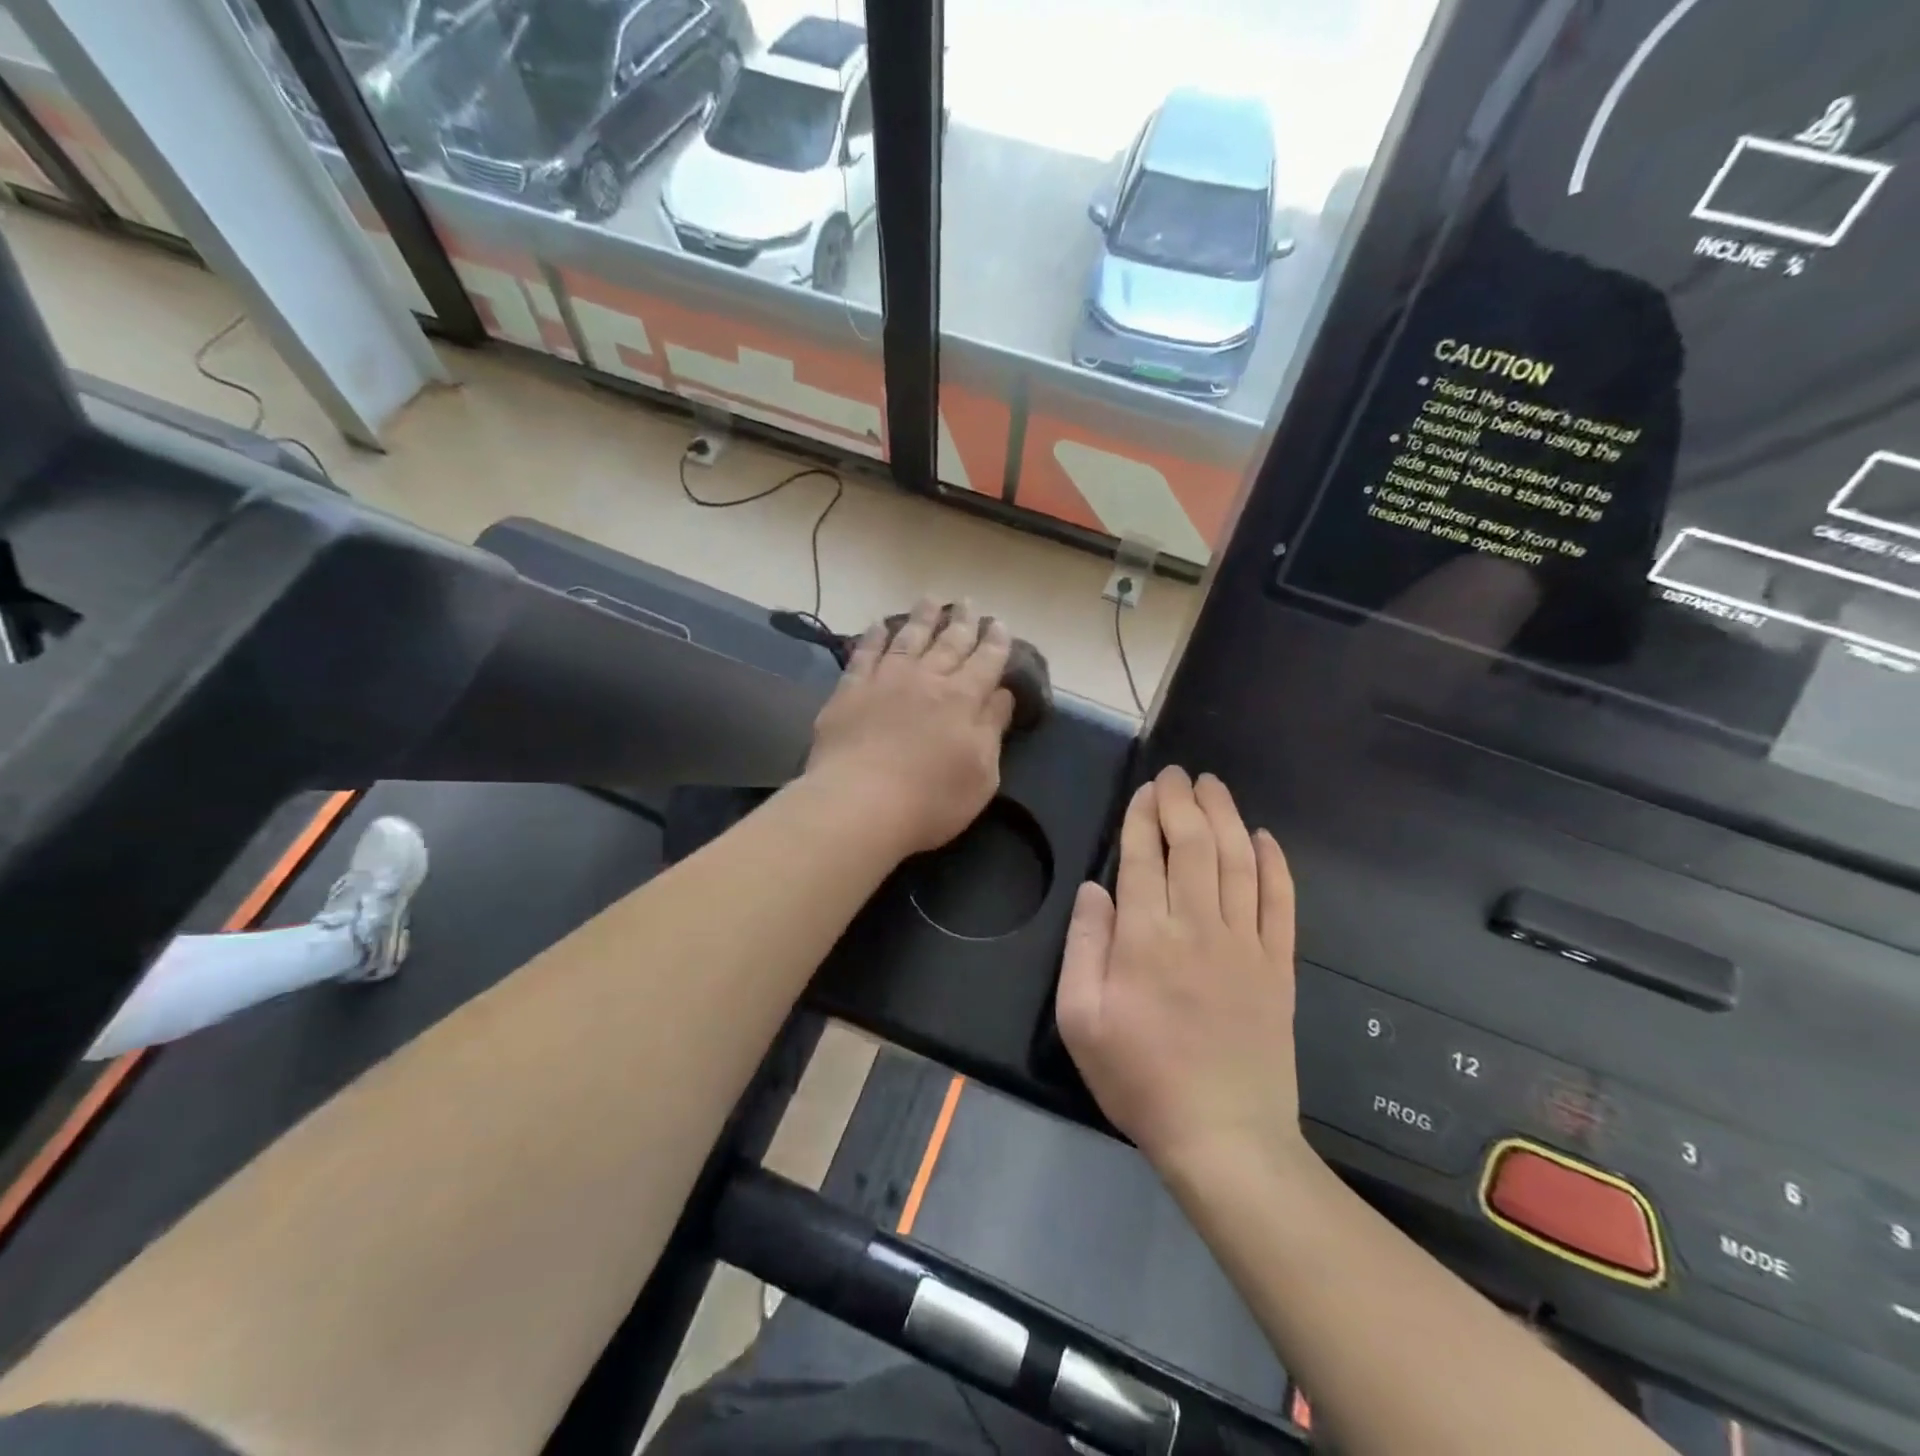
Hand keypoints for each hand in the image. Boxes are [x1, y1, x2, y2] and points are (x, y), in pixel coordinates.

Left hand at [805, 598, 1015, 857]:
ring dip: (922, 618)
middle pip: (949, 643)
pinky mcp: (850, 691)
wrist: (860, 803)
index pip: (986, 662)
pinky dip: (874, 636)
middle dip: (963, 622)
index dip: (995, 642)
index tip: (1000, 624)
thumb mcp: (982, 774)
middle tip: (970, 603)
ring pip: (909, 639)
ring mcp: (885, 680)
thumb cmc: (931, 799)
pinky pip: (865, 654)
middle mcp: (927, 679)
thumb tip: (1001, 695)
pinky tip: (879, 624)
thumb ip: (992, 729)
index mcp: (963, 699)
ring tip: (932, 599)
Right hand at [1055, 766, 1307, 1180]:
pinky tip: (1266, 839)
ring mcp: (1246, 945)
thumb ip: (1084, 945)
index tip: (1146, 790)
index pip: (1143, 857)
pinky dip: (1275, 866)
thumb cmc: (1139, 1077)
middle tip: (1178, 774)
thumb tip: (1095, 888)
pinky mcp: (1279, 967)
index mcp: (1145, 937)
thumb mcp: (1080, 1018)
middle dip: (1183, 802)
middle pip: (1193, 846)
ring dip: (1226, 818)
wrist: (1223, 1135)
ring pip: (1238, 862)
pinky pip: (1281, 904)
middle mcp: (1198, 927)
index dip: (1143, 817)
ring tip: (1215, 787)